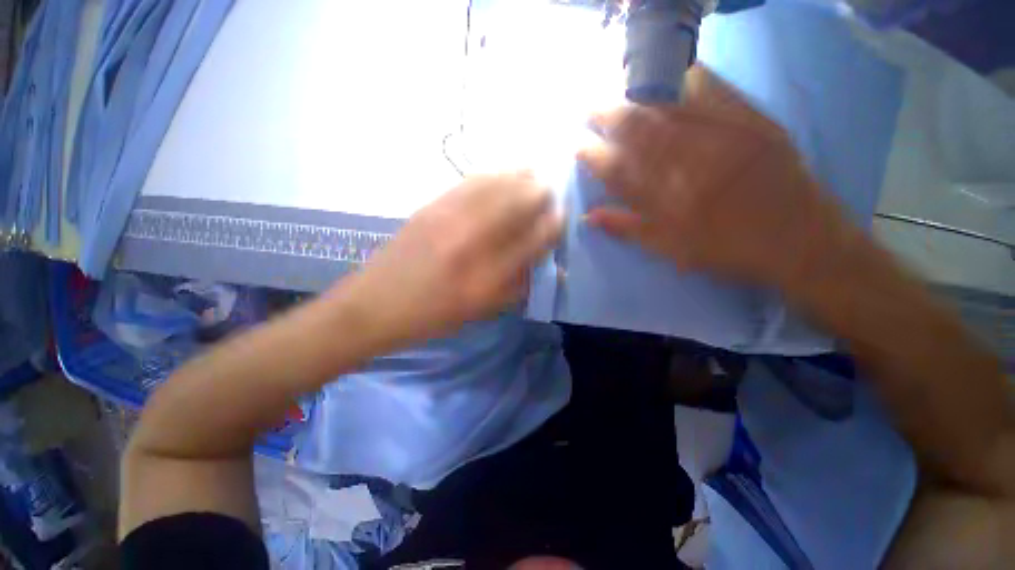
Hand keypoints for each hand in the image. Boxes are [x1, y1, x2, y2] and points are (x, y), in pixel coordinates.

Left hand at [340, 172, 562, 348]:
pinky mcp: (432, 206)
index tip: (560, 220)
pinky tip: (503, 175)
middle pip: (519, 202)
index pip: (534, 240)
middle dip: (542, 194)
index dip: (553, 226)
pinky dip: (494, 175)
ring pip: (498, 184)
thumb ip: (518, 287)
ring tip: (533, 176)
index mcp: (488, 277)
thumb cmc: (433, 316)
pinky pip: (471, 181)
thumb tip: (548, 264)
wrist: (376, 304)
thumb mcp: (481, 311)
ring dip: (521, 178)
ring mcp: (449, 218)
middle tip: (550, 195)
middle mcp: (473, 241)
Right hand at [578, 65, 860, 291]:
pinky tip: (671, 72)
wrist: (798, 240)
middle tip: (587, 107)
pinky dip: (689, 79)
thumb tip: (588, 216)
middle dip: (607, 116)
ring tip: (616, 88)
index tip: (577, 145)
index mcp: (665, 201)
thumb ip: (627, 229)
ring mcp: (722, 139)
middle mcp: (688, 166)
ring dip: (636, 95)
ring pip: (668, 109)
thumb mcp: (670, 249)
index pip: (617, 171)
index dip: (592, 155)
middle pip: (638, 132)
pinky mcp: (752, 122)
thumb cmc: (726, 250)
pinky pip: (716, 92)